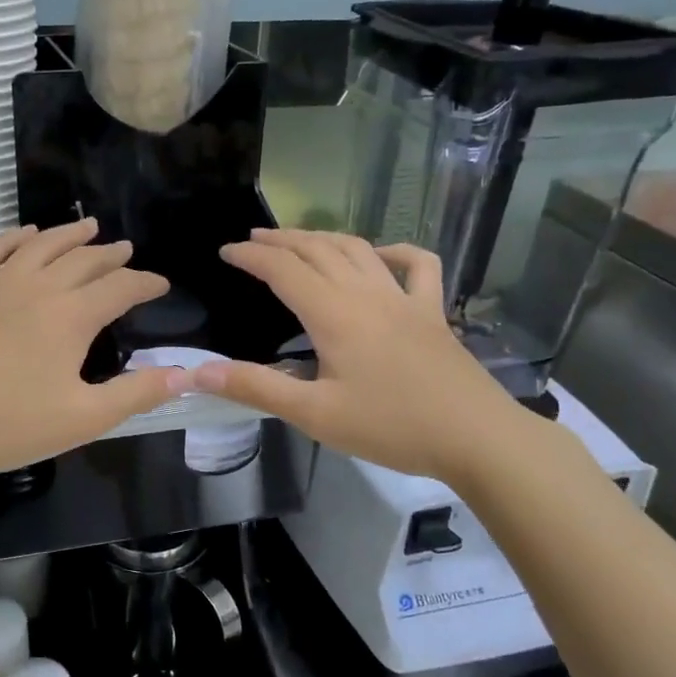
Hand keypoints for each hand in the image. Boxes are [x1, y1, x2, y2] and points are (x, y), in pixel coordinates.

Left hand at [0, 220, 185, 474]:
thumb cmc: (6, 424)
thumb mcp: (82, 419)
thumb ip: (136, 394)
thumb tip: (186, 374)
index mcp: (71, 316)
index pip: (121, 287)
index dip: (146, 283)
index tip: (161, 284)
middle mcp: (38, 287)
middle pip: (84, 260)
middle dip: (111, 255)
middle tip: (126, 251)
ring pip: (41, 246)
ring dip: (69, 234)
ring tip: (88, 227)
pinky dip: (14, 237)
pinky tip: (23, 234)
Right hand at [192, 229, 537, 483]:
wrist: (477, 438)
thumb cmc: (391, 427)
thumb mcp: (314, 414)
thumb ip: (256, 388)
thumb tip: (198, 373)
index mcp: (334, 314)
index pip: (283, 269)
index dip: (251, 256)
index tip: (225, 251)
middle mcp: (366, 294)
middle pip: (318, 249)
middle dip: (281, 239)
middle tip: (253, 239)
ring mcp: (405, 298)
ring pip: (359, 249)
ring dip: (324, 238)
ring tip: (299, 240)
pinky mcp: (433, 312)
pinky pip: (418, 266)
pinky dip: (396, 251)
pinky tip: (381, 255)